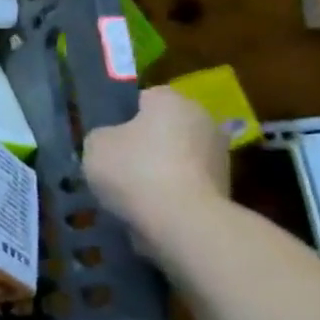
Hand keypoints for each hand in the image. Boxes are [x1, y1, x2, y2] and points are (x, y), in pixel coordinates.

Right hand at [83, 86, 229, 235]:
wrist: (182, 222)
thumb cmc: (134, 170)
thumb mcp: (94, 144)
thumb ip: (101, 135)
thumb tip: (112, 140)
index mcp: (172, 100)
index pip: (143, 98)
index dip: (120, 115)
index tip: (105, 136)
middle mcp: (203, 120)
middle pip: (163, 127)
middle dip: (142, 142)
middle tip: (114, 162)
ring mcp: (219, 156)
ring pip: (175, 156)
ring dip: (156, 168)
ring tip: (128, 190)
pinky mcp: (224, 189)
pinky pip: (184, 182)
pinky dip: (168, 191)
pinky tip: (147, 206)